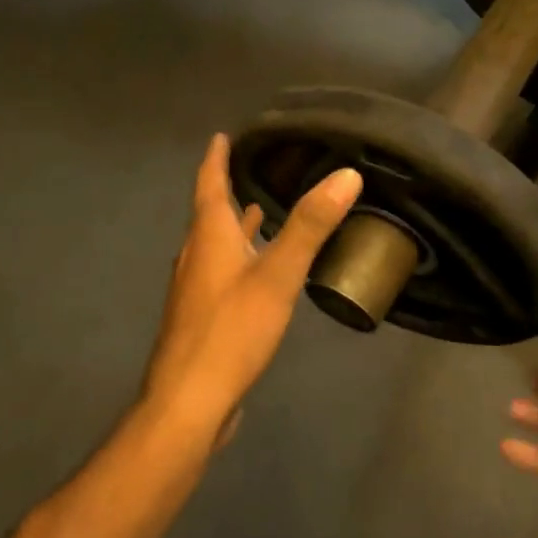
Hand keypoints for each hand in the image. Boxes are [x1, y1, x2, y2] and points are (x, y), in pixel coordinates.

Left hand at [141, 135, 361, 448]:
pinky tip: (257, 273)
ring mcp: (196, 291)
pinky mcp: (203, 319)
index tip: (222, 137)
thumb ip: (310, 225)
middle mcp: (196, 257)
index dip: (216, 159)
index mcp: (209, 238)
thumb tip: (347, 174)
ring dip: (235, 227)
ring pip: (216, 246)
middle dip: (228, 191)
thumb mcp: (277, 275)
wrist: (190, 400)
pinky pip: (222, 274)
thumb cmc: (231, 331)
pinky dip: (239, 259)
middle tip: (254, 171)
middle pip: (210, 214)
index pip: (209, 184)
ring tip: (259, 212)